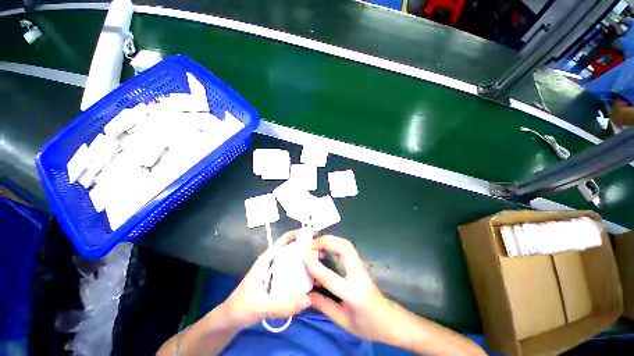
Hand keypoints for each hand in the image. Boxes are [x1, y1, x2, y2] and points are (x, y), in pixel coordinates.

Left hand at [220, 230, 311, 328]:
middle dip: (306, 248)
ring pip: (294, 261)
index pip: (284, 240)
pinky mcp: (278, 282)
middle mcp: (273, 262)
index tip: (314, 235)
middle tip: (322, 253)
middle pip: (292, 249)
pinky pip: (293, 274)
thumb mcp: (260, 306)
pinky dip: (302, 274)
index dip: (298, 234)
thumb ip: (282, 305)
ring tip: (320, 265)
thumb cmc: (241, 307)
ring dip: (306, 261)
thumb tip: (308, 300)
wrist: (231, 319)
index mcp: (267, 259)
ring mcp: (276, 272)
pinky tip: (312, 280)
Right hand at [304, 235, 395, 341]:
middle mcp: (358, 275)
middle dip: (325, 242)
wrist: (388, 319)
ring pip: (346, 244)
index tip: (303, 255)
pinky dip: (335, 242)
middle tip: (310, 243)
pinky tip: (326, 245)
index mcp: (353, 294)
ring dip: (330, 239)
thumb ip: (323, 306)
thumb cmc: (366, 324)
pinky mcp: (360, 263)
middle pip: (343, 249)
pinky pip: (347, 247)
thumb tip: (306, 294)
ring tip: (316, 242)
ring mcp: (361, 266)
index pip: (330, 277)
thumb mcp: (343, 321)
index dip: (315, 265)